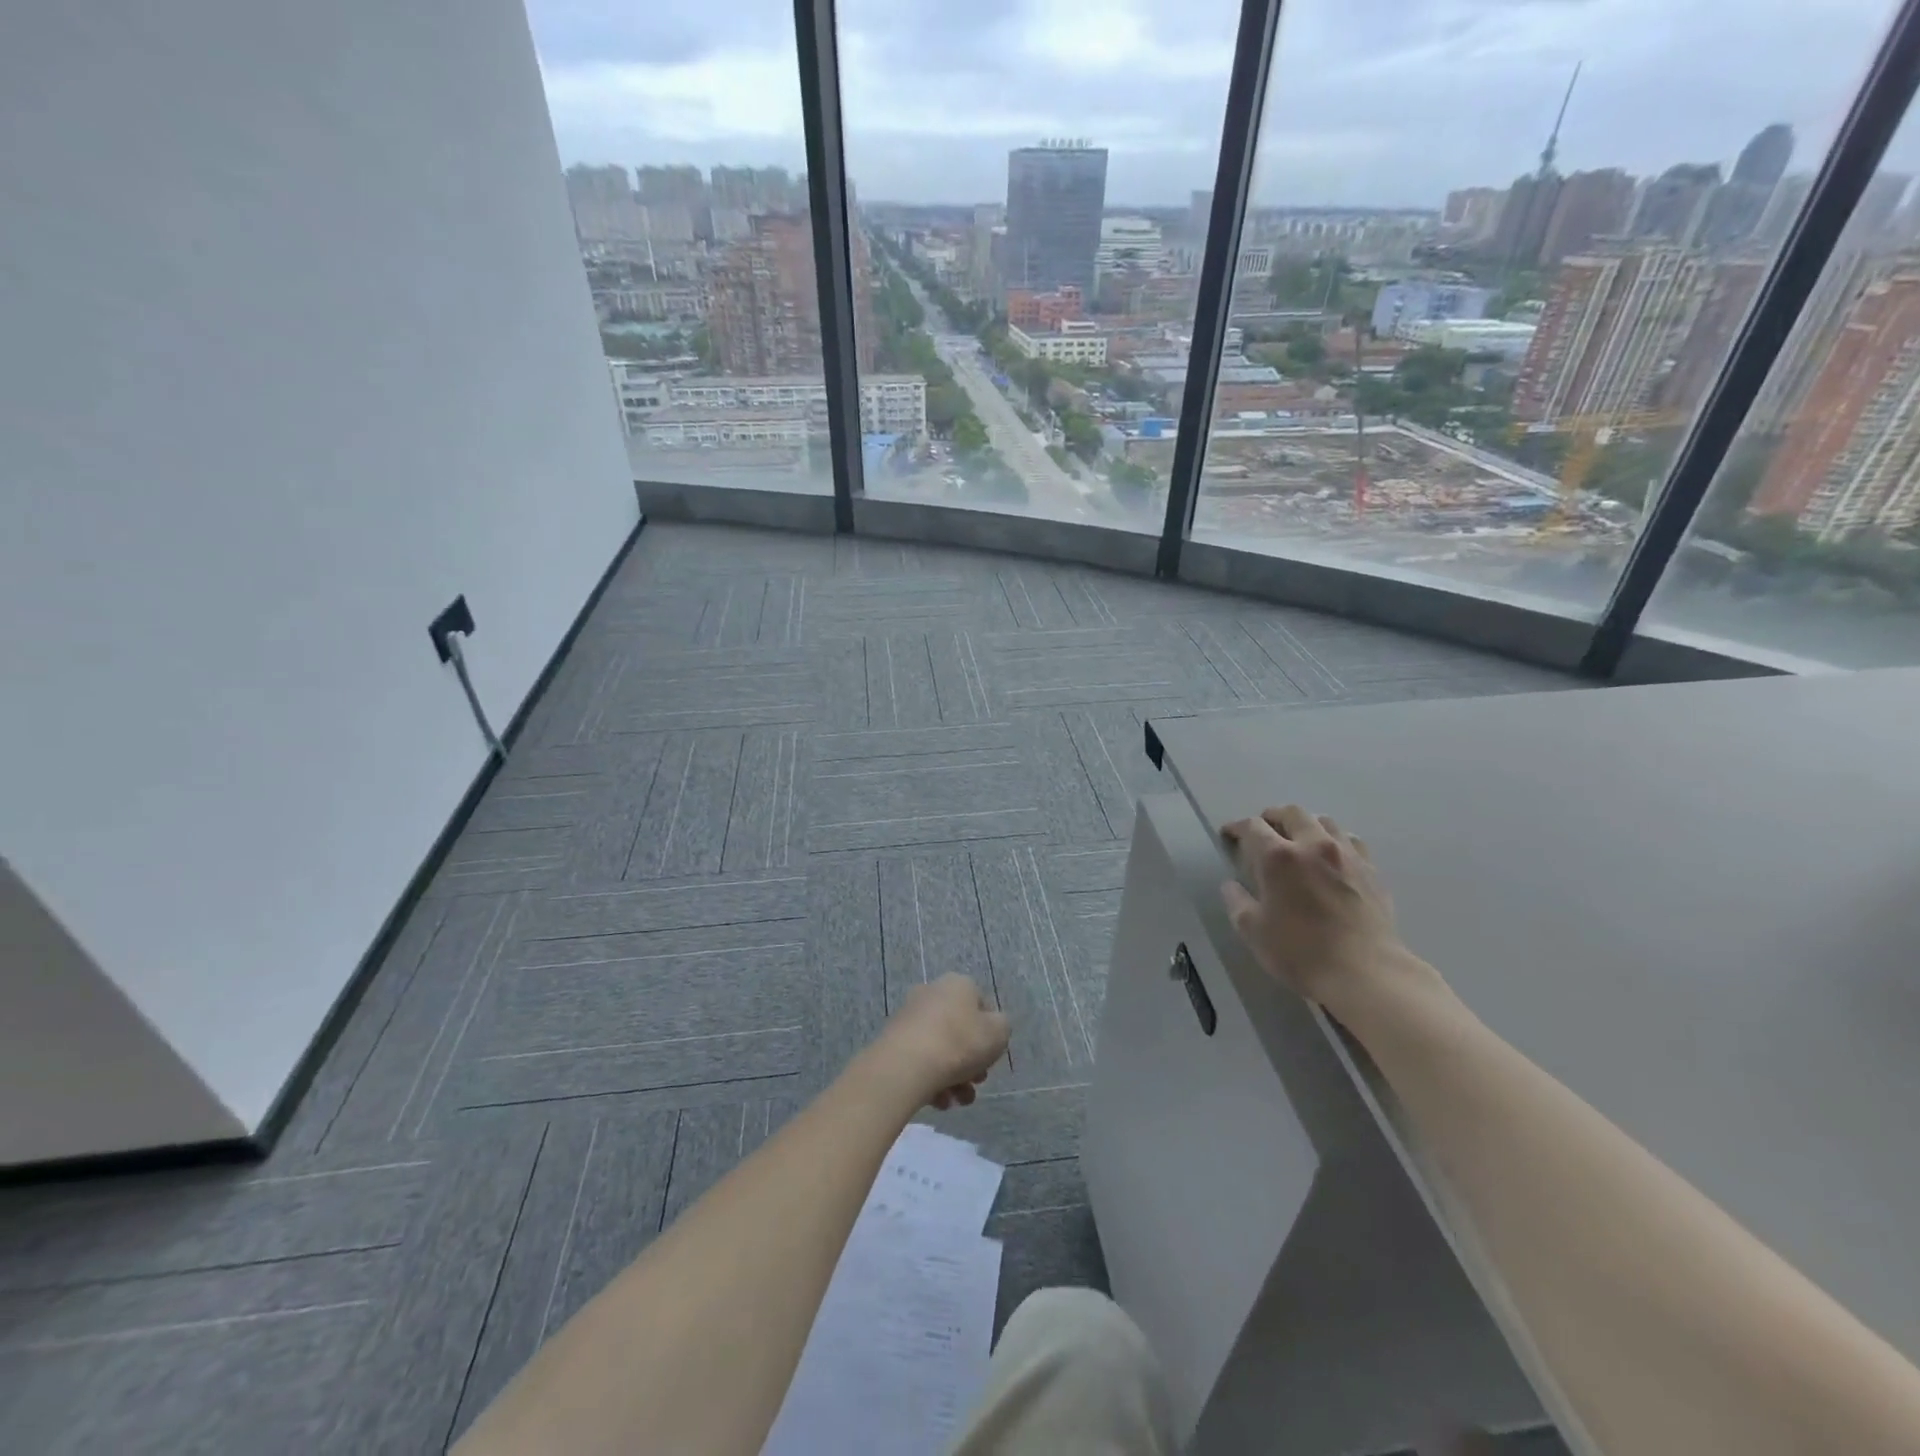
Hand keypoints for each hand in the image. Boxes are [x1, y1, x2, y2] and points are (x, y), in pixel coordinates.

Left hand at [868, 974, 1009, 1109]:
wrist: (907, 1065)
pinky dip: (932, 1079)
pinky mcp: (893, 1040)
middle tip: (976, 1082)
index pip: (982, 1006)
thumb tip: (991, 1026)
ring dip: (954, 1077)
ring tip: (958, 1100)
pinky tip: (939, 1100)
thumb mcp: (999, 1033)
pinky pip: (921, 1059)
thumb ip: (1001, 1026)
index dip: (990, 1034)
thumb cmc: (960, 1043)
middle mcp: (932, 993)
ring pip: (941, 1048)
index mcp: (958, 984)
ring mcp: (910, 1016)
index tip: (991, 1057)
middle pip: (960, 1030)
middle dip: (972, 1061)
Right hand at [1220, 805, 1427, 1014]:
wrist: (1365, 973)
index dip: (1236, 827)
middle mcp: (1312, 845)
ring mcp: (1346, 855)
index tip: (1229, 835)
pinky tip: (1332, 857)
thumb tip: (1230, 885)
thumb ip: (1237, 902)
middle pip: (1291, 813)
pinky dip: (1335, 840)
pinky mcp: (1371, 870)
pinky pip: (1351, 840)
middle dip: (1272, 817)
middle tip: (1263, 831)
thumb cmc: (1300, 952)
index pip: (1252, 827)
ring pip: (1324, 821)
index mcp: (1278, 857)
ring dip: (1306, 824)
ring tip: (1299, 840)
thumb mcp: (1253, 930)